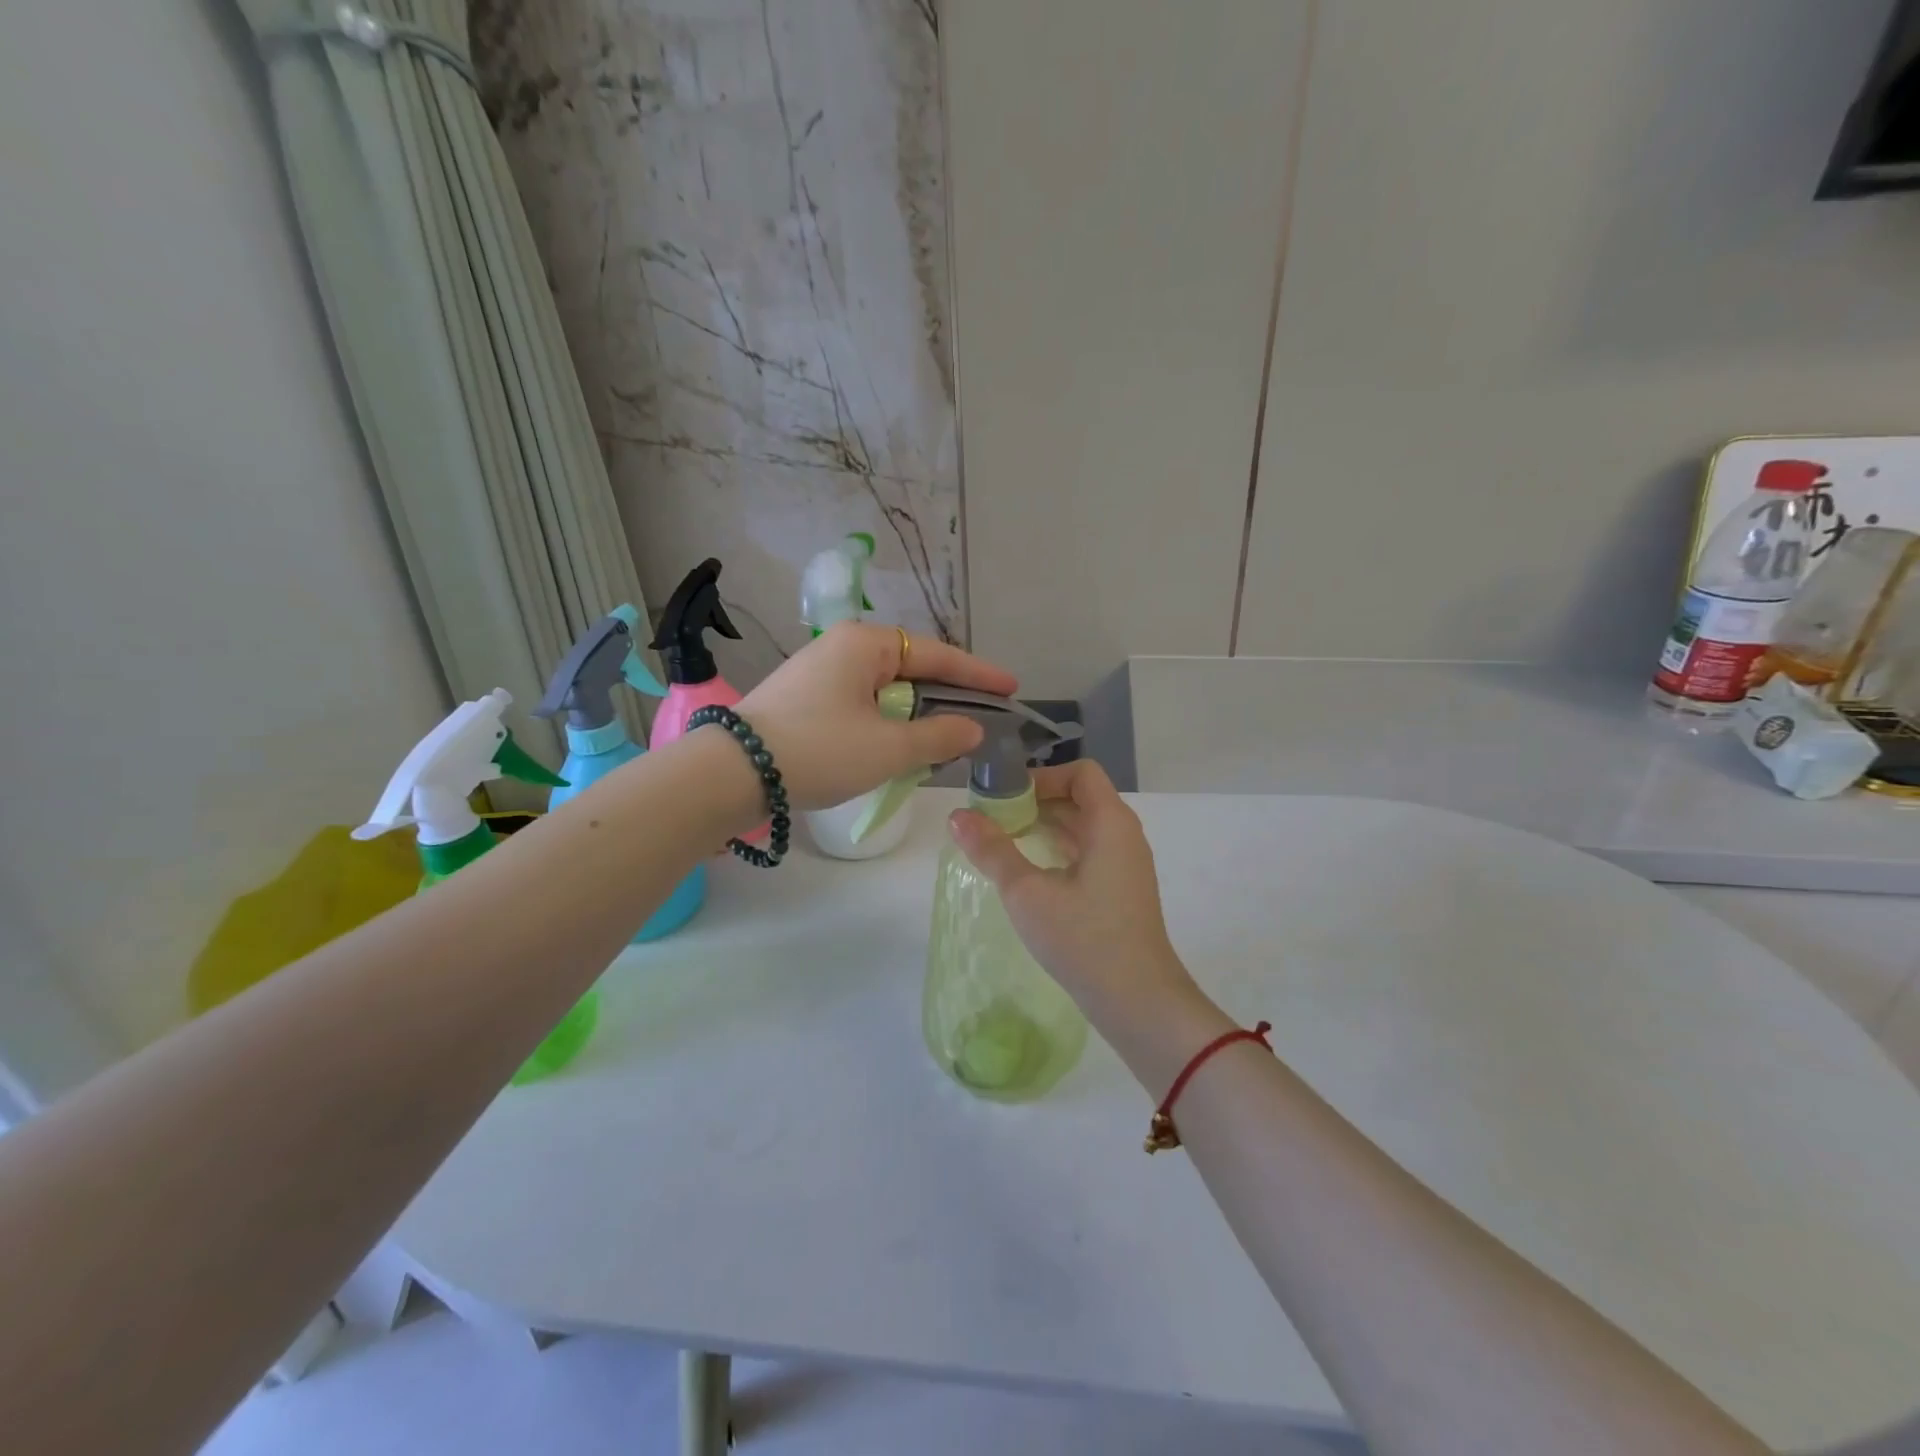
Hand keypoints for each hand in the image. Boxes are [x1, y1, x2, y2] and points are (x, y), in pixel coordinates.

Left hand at [739, 622, 1016, 809]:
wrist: (730, 773)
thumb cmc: (818, 750)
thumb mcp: (888, 748)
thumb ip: (938, 736)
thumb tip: (972, 729)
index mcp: (866, 644)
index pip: (937, 656)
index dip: (978, 674)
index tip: (1011, 687)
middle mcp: (843, 647)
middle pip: (912, 668)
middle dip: (946, 695)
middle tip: (981, 716)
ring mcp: (820, 671)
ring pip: (886, 689)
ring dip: (916, 714)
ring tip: (945, 737)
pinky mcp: (804, 698)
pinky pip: (862, 703)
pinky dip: (887, 722)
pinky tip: (898, 744)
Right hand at [947, 761, 1199, 1027]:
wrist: (1137, 1001)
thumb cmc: (1083, 939)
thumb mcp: (1027, 893)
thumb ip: (992, 850)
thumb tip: (956, 816)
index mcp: (1110, 823)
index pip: (1079, 773)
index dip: (1041, 776)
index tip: (1003, 796)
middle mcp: (1123, 835)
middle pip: (1079, 797)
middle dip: (1034, 801)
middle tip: (991, 818)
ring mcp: (1125, 864)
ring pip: (1082, 827)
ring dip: (1043, 827)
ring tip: (1001, 842)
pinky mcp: (1120, 889)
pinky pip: (1087, 852)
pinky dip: (1056, 850)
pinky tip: (1027, 871)